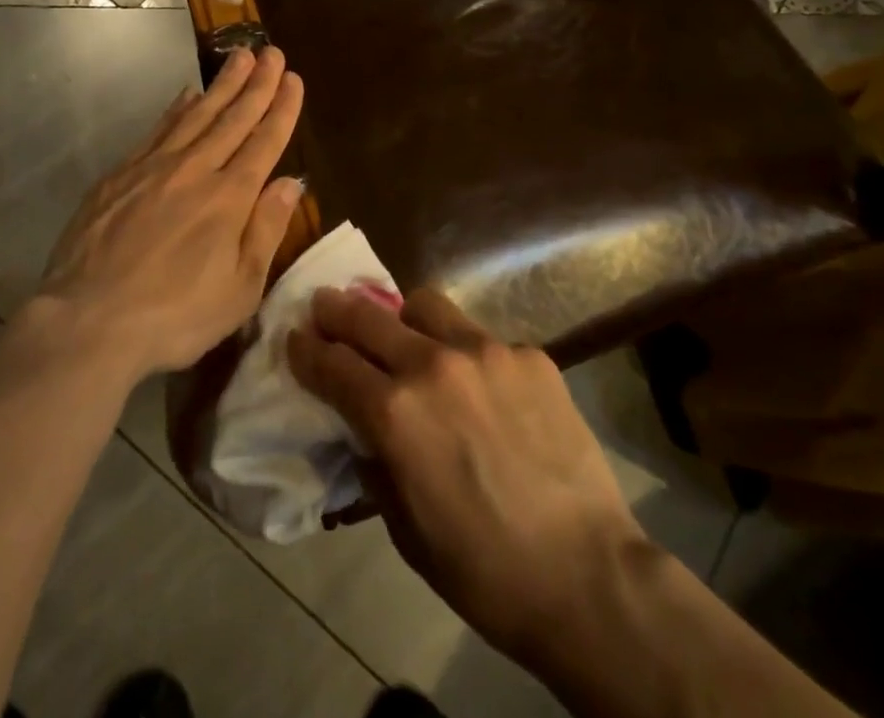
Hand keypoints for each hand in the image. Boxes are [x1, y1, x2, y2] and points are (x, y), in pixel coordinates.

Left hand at [35, 47, 304, 380]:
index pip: (264, 141)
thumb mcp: (239, 289)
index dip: (281, 108)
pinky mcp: (120, 174)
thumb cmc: (174, 316)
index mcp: (230, 198)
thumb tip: (291, 182)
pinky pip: (158, 130)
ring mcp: (154, 167)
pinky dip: (177, 108)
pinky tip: (187, 94)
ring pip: (196, 114)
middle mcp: (196, 170)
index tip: (293, 78)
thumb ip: (266, 229)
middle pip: (233, 118)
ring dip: (222, 85)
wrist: (88, 321)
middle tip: (271, 52)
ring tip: (240, 57)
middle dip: (257, 84)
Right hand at [286, 287, 647, 666]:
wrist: (587, 577)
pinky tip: (481, 386)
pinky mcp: (529, 354)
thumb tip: (362, 428)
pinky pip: (481, 337)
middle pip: (367, 317)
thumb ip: (375, 461)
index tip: (295, 337)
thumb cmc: (484, 571)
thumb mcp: (404, 528)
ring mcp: (486, 351)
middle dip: (336, 310)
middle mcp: (433, 365)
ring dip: (403, 317)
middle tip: (325, 305)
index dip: (306, 349)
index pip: (331, 363)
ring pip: (425, 305)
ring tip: (406, 334)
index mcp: (395, 413)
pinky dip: (466, 353)